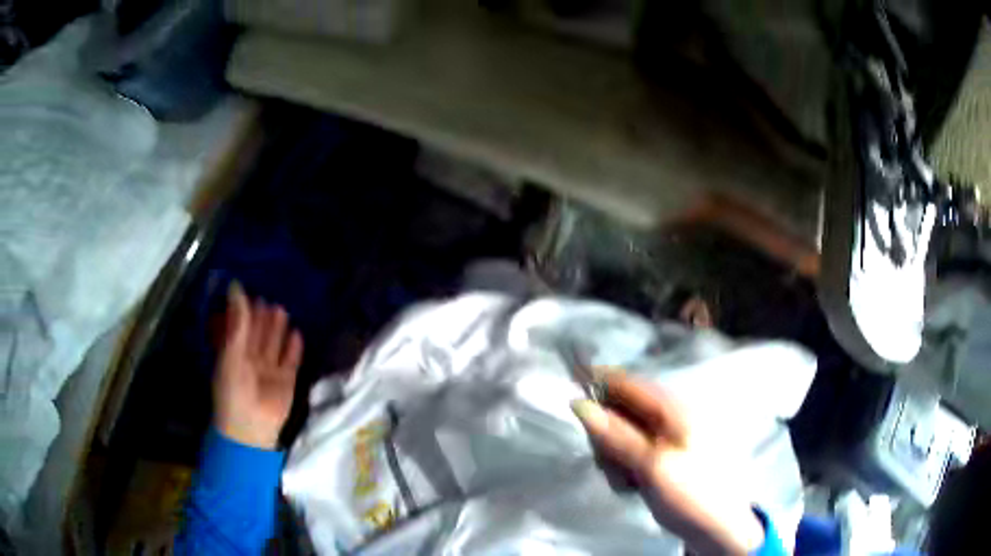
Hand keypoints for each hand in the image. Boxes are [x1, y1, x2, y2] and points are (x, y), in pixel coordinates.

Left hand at [214, 283, 303, 449]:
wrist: (251, 427)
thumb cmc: (233, 389)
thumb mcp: (231, 352)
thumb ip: (237, 322)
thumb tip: (236, 286)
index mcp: (233, 355)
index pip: (239, 328)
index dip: (244, 312)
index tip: (250, 293)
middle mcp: (251, 361)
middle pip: (258, 335)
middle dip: (262, 319)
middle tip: (268, 299)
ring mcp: (269, 371)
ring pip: (274, 345)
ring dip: (278, 329)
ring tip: (282, 310)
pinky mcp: (286, 381)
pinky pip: (291, 361)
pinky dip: (294, 349)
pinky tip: (297, 333)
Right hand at [571, 373, 763, 555]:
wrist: (716, 527)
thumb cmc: (690, 493)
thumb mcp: (652, 466)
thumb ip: (616, 435)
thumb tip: (579, 404)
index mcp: (674, 410)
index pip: (629, 383)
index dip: (598, 381)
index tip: (569, 384)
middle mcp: (669, 417)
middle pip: (621, 410)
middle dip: (606, 434)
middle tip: (608, 462)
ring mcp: (665, 438)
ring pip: (621, 434)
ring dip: (613, 455)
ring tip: (626, 480)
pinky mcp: (660, 456)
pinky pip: (629, 452)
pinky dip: (622, 466)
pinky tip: (631, 484)